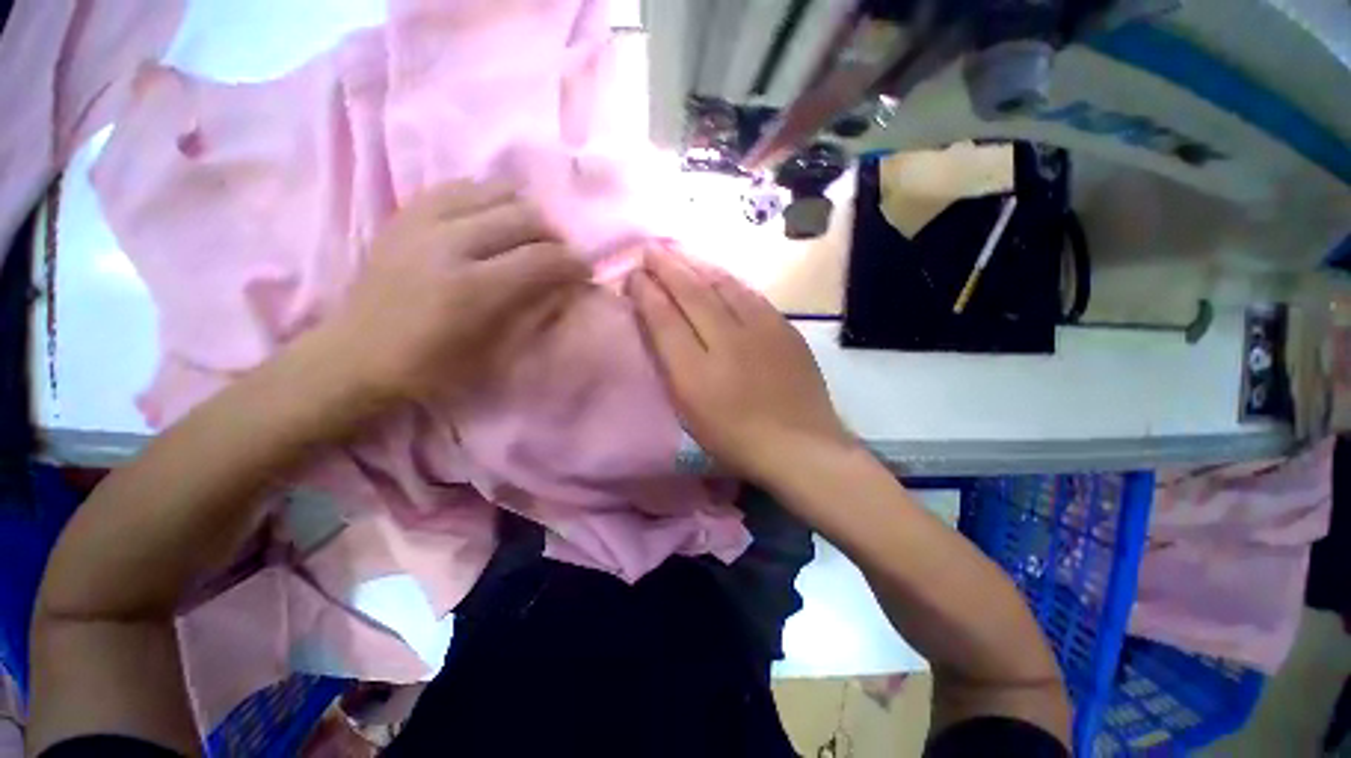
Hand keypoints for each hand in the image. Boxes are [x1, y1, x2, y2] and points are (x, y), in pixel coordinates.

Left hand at [319, 180, 588, 404]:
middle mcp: (448, 244)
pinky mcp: (405, 214)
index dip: (573, 262)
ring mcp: (422, 223)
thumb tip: (564, 288)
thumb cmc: (433, 368)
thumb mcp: (494, 355)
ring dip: (524, 211)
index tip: (585, 271)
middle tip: (558, 255)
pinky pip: (458, 186)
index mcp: (472, 290)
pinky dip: (487, 198)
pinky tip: (493, 218)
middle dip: (554, 235)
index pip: (542, 259)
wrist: (355, 355)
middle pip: (523, 216)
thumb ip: (534, 314)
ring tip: (529, 234)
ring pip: (493, 191)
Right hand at [627, 249, 855, 484]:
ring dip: (696, 265)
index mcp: (695, 373)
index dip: (646, 293)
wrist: (799, 445)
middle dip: (667, 267)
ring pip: (722, 285)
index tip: (634, 275)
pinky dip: (728, 280)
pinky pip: (750, 294)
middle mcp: (726, 343)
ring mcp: (760, 331)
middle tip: (650, 249)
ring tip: (679, 252)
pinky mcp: (784, 328)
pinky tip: (718, 274)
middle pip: (691, 293)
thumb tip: (659, 327)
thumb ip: (672, 367)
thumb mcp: (690, 413)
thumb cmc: (736, 439)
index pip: (664, 319)